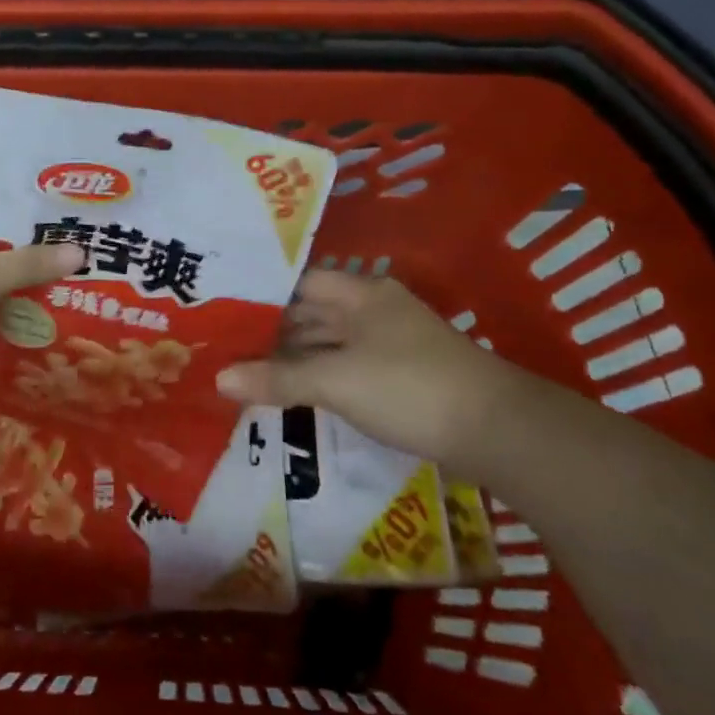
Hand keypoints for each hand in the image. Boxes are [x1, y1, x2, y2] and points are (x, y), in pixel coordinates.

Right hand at [216, 269, 540, 465]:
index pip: (300, 283)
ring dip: (295, 359)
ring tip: (249, 373)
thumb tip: (218, 378)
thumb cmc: (409, 388)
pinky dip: (319, 378)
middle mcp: (375, 310)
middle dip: (272, 332)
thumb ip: (277, 379)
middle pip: (313, 314)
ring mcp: (391, 344)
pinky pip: (347, 368)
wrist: (496, 431)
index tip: (224, 312)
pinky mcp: (401, 376)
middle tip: (225, 348)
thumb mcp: (337, 381)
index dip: (263, 296)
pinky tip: (293, 394)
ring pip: (330, 343)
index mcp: (361, 294)